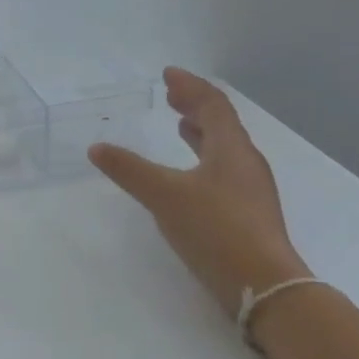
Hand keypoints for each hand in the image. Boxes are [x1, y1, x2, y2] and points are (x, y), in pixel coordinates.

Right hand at [89, 68, 306, 317]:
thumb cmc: (215, 229)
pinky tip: (190, 176)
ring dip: (201, 133)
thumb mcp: (165, 196)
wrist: (261, 283)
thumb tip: (97, 148)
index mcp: (231, 149)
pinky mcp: (246, 214)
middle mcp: (245, 163)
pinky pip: (223, 171)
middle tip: (172, 95)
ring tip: (181, 127)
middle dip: (195, 106)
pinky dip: (203, 160)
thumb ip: (130, 170)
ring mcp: (249, 190)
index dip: (190, 87)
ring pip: (224, 149)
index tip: (168, 74)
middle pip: (222, 124)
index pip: (213, 105)